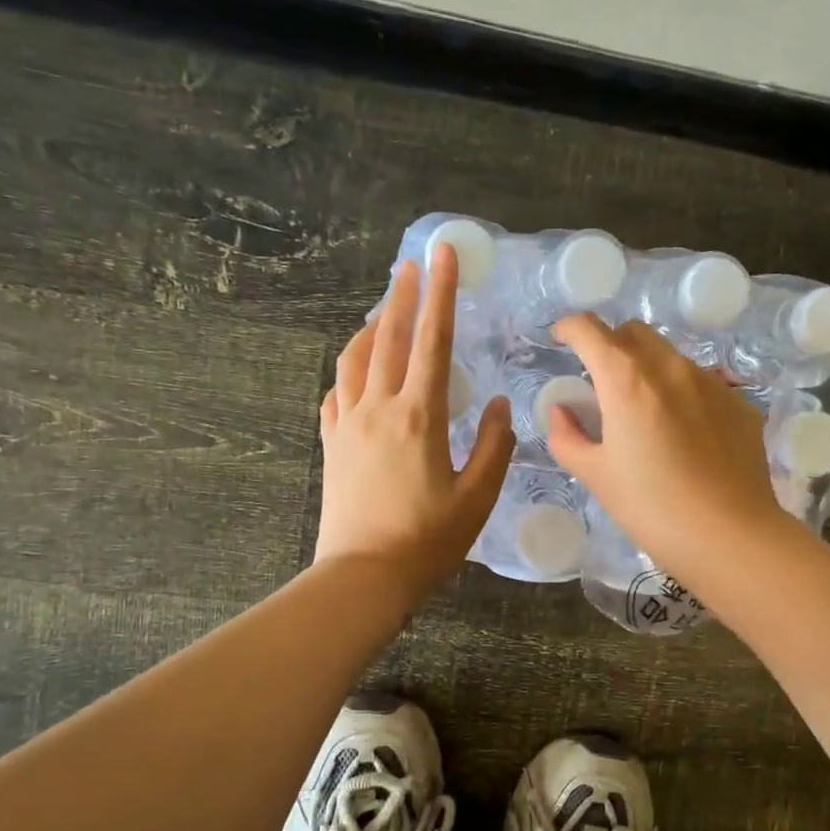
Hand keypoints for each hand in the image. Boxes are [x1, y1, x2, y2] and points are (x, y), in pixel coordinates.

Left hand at [315, 245, 513, 602]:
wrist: (363, 576)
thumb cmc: (427, 540)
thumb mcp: (478, 497)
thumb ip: (494, 445)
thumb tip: (497, 404)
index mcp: (419, 416)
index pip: (433, 340)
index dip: (441, 293)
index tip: (442, 254)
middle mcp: (378, 408)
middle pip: (389, 337)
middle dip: (403, 294)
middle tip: (412, 262)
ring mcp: (347, 424)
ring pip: (355, 359)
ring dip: (373, 327)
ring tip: (387, 310)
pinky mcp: (332, 444)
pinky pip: (336, 392)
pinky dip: (350, 370)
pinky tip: (358, 371)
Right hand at [547, 315, 793, 583]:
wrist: (729, 536)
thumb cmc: (651, 507)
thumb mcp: (595, 476)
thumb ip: (567, 436)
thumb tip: (562, 410)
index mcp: (627, 380)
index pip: (590, 330)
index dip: (570, 328)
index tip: (562, 339)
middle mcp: (671, 368)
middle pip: (634, 332)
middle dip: (611, 345)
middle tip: (602, 381)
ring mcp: (711, 382)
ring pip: (671, 356)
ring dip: (649, 369)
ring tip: (646, 413)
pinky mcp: (739, 403)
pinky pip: (702, 383)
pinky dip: (682, 394)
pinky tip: (685, 436)